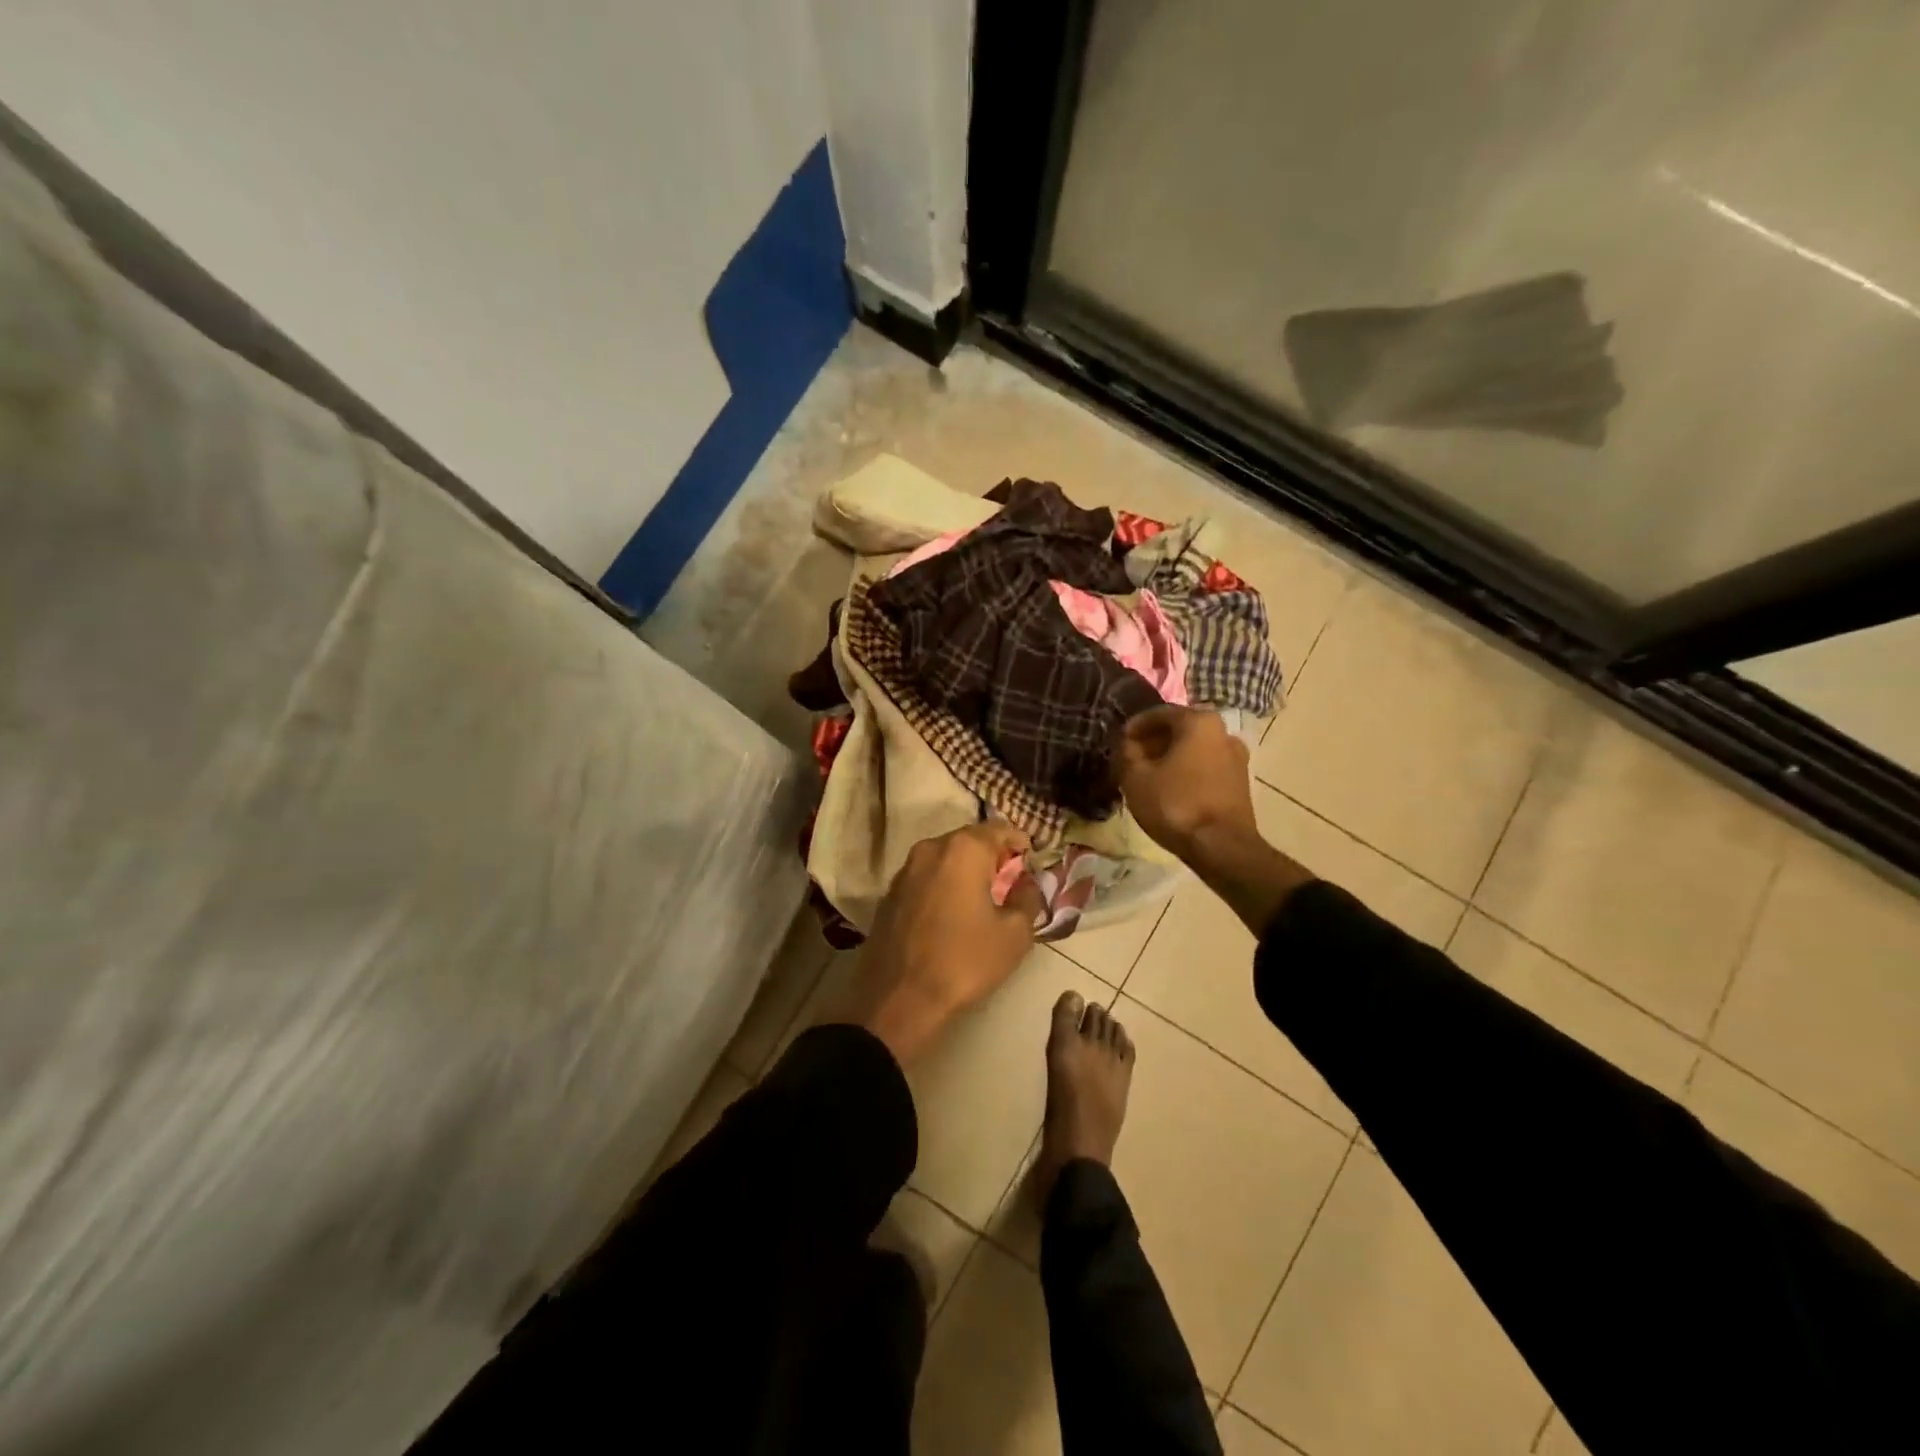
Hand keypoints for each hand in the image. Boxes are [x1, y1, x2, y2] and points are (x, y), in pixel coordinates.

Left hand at [826, 822, 1042, 1064]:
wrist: (898, 999)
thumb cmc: (964, 961)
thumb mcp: (1014, 934)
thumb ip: (1028, 898)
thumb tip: (1027, 883)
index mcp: (963, 849)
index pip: (1000, 828)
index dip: (1020, 842)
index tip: (1033, 860)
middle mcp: (930, 848)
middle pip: (970, 840)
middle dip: (993, 856)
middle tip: (1011, 880)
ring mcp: (905, 870)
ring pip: (945, 858)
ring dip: (966, 871)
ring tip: (984, 898)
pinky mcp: (890, 894)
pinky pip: (926, 878)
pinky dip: (944, 885)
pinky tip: (953, 913)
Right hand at [1117, 706, 1259, 861]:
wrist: (1221, 847)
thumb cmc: (1175, 804)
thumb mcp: (1135, 778)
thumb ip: (1126, 753)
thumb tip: (1127, 744)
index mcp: (1199, 722)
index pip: (1160, 713)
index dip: (1135, 726)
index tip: (1119, 740)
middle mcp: (1223, 732)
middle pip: (1180, 730)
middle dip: (1153, 741)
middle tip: (1131, 758)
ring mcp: (1236, 757)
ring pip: (1194, 749)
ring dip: (1171, 757)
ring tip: (1149, 775)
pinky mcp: (1240, 782)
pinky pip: (1206, 767)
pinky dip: (1186, 771)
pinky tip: (1170, 789)